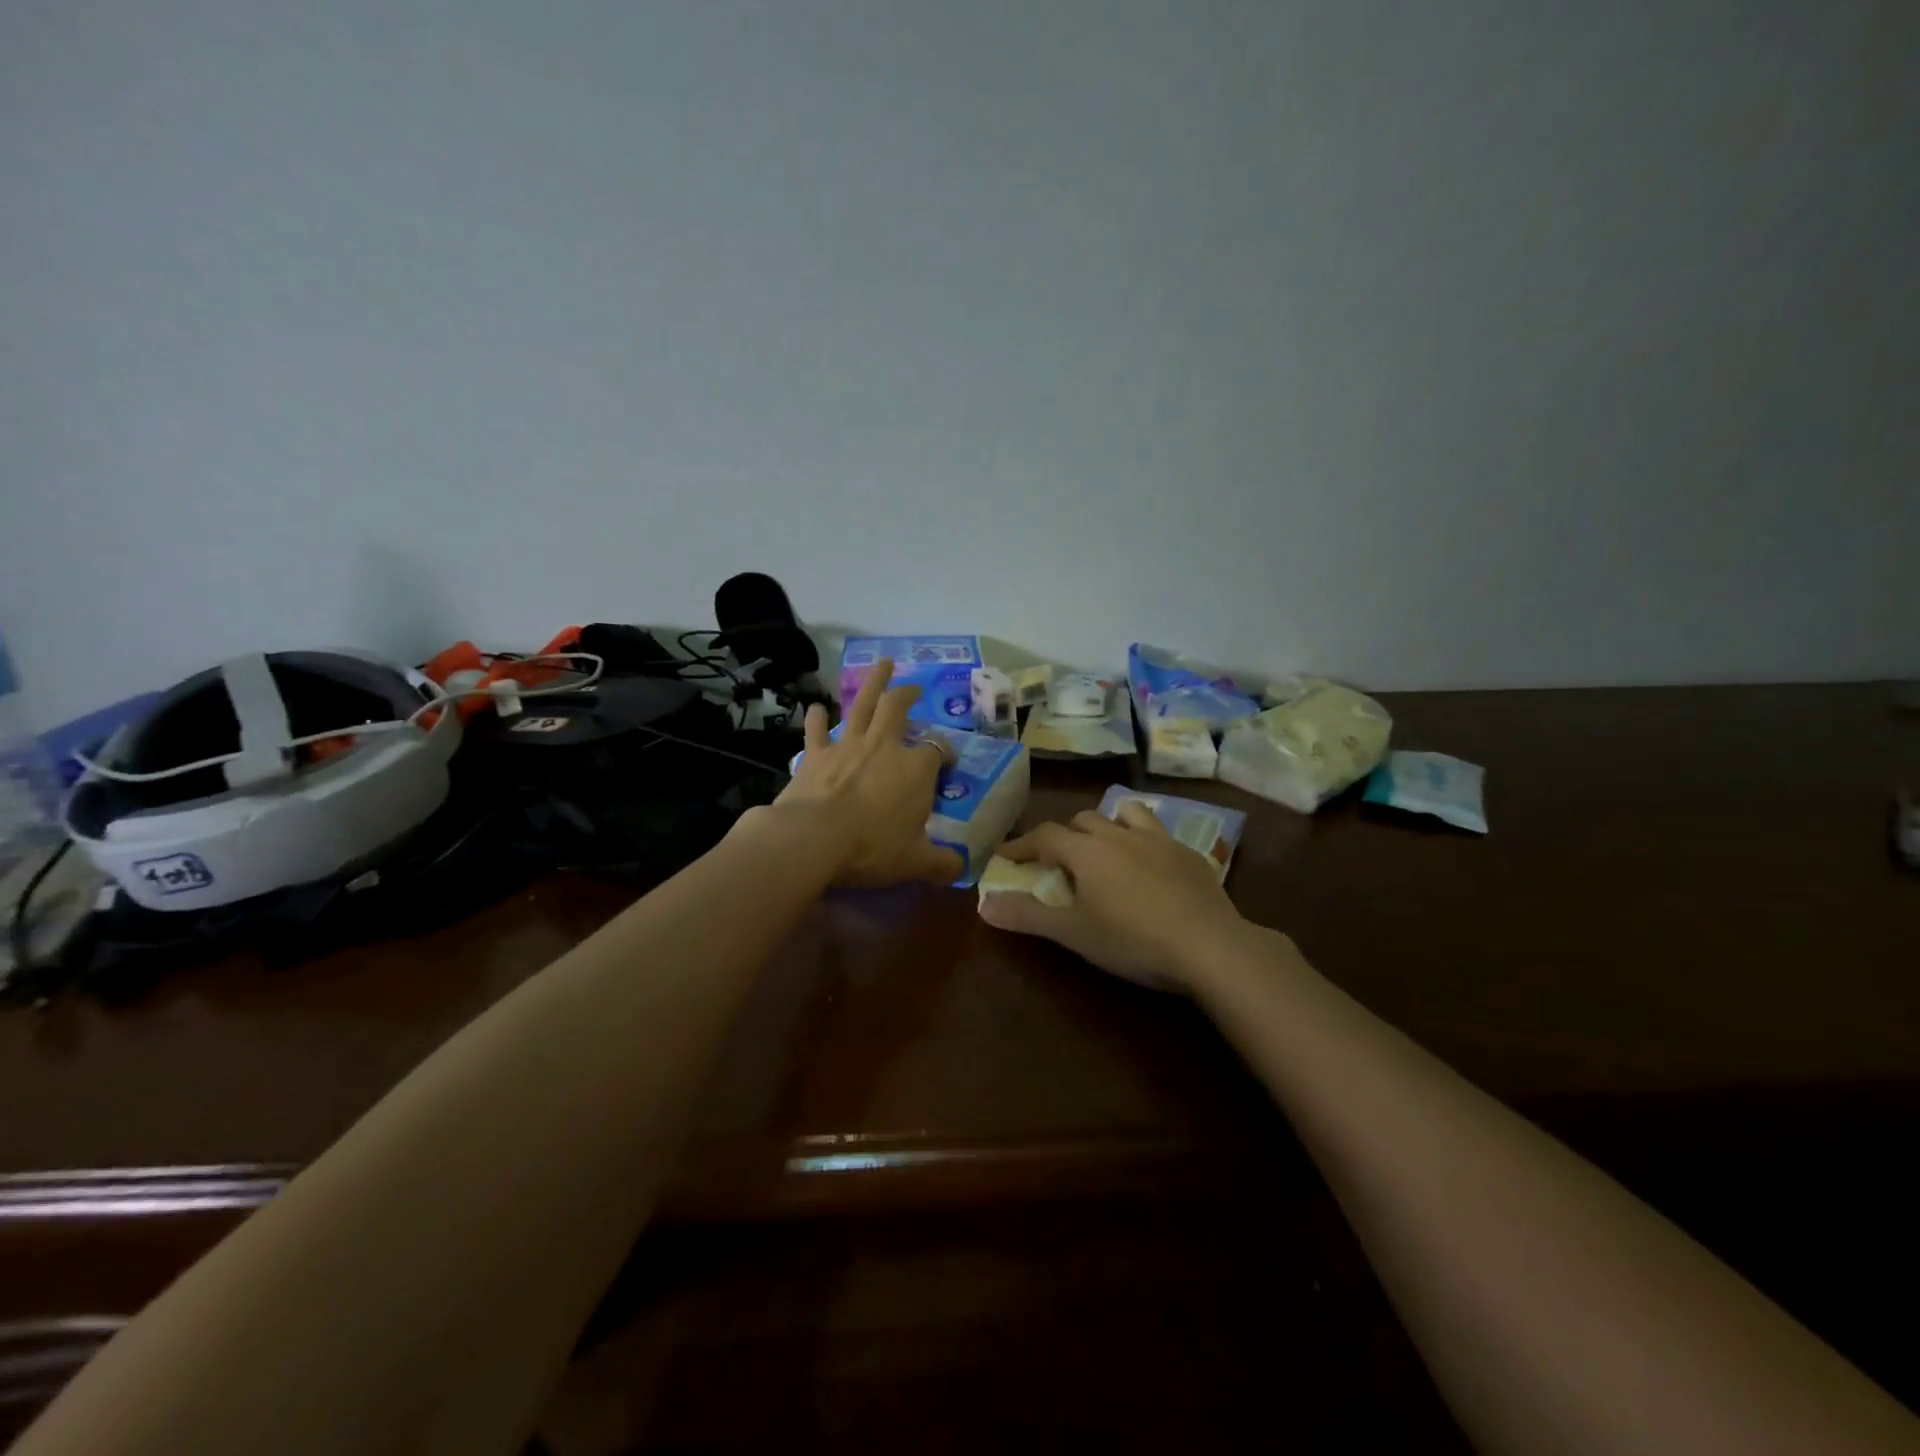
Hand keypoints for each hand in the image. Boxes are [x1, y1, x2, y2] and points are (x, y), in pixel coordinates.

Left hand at [770, 659, 962, 887]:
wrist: (814, 839)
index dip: (944, 752)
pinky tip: (816, 707)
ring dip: (873, 682)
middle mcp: (884, 747)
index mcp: (915, 769)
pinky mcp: (815, 754)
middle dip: (908, 693)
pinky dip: (816, 717)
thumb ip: (941, 864)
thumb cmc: (872, 847)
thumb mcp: (915, 862)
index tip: (947, 761)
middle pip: (898, 707)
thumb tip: (961, 870)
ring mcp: (847, 745)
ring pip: (863, 704)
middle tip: (913, 687)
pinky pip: (816, 729)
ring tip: (882, 664)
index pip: (937, 750)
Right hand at [978, 800, 1250, 991]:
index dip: (1022, 844)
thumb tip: (984, 904)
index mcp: (1087, 850)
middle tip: (1057, 860)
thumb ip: (1027, 916)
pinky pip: (1157, 832)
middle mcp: (1119, 834)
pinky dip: (1141, 838)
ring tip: (1104, 847)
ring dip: (1106, 824)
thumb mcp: (1074, 933)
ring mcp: (1158, 839)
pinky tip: (1148, 864)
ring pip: (1124, 814)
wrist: (1209, 946)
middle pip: (1083, 820)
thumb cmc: (1132, 940)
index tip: (1005, 855)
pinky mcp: (1188, 853)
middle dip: (1064, 835)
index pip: (1045, 835)